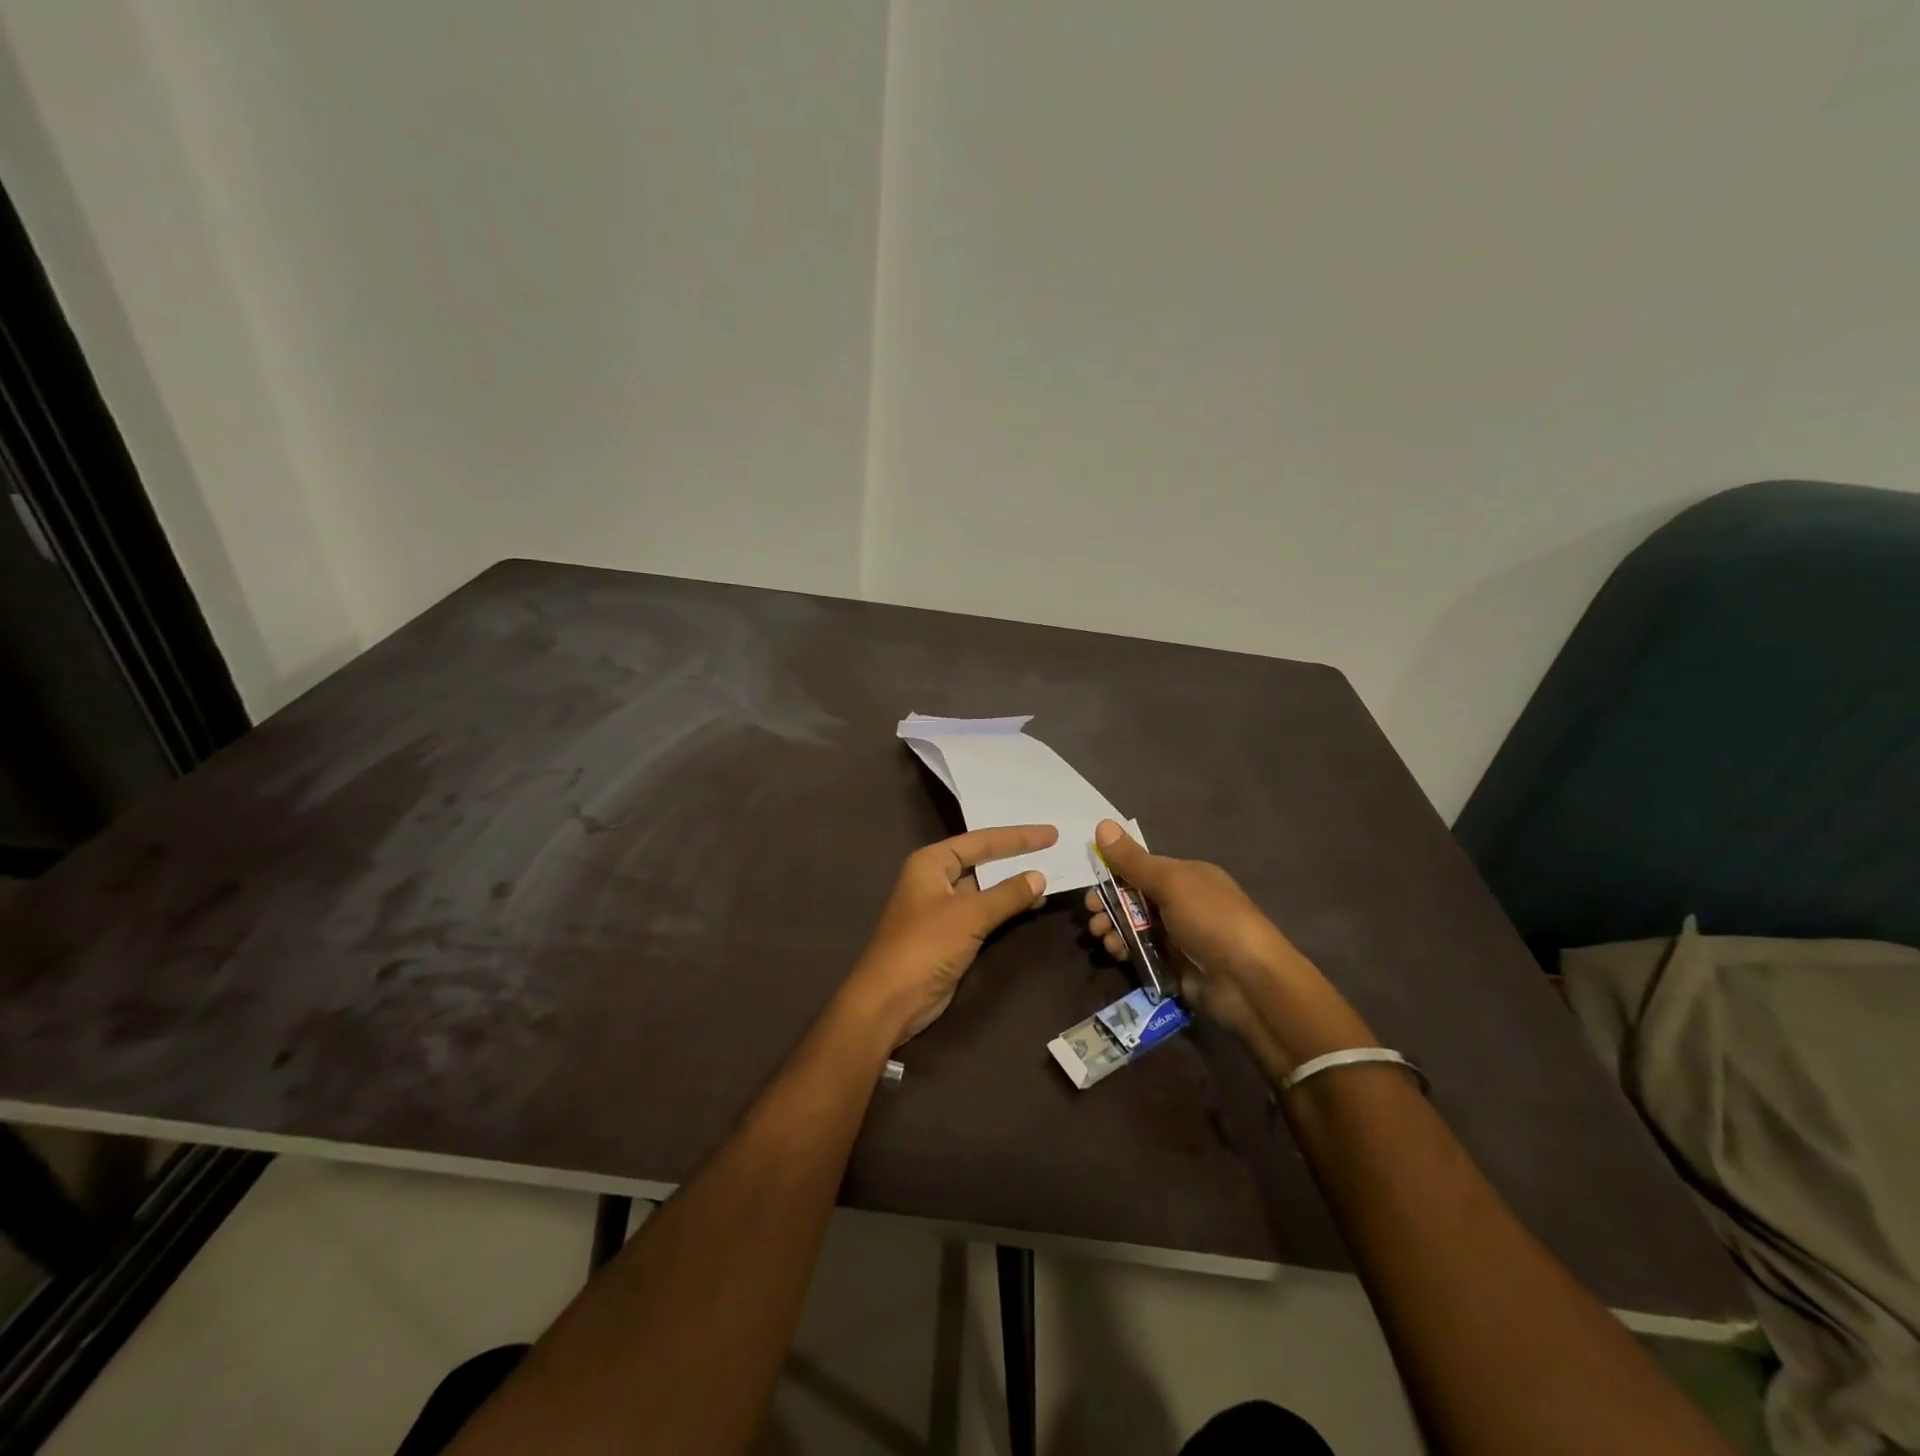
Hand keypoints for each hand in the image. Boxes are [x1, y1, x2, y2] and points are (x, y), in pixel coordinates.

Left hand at [843, 825, 1056, 1045]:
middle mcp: (935, 879)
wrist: (891, 1000)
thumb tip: (1040, 876)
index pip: (981, 840)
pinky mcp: (950, 934)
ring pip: (985, 888)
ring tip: (1050, 877)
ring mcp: (942, 907)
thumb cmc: (925, 946)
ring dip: (1013, 885)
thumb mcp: (970, 915)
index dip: (1017, 837)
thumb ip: (1007, 894)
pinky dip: (1006, 907)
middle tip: (1053, 848)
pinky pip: (984, 912)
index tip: (1051, 834)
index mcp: (931, 862)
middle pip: (982, 860)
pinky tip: (1031, 906)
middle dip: (1015, 856)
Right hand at [1083, 820, 1372, 1076]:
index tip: (1090, 883)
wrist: (1249, 982)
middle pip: (1133, 898)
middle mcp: (1182, 903)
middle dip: (1108, 904)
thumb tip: (1102, 824)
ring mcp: (1178, 936)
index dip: (1113, 873)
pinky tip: (1115, 952)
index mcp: (1186, 877)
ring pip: (1133, 926)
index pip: (1141, 869)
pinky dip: (1124, 950)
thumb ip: (1133, 860)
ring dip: (1112, 927)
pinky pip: (1140, 953)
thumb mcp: (1171, 883)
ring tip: (1101, 936)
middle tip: (1091, 914)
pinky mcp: (1172, 967)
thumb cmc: (1212, 920)